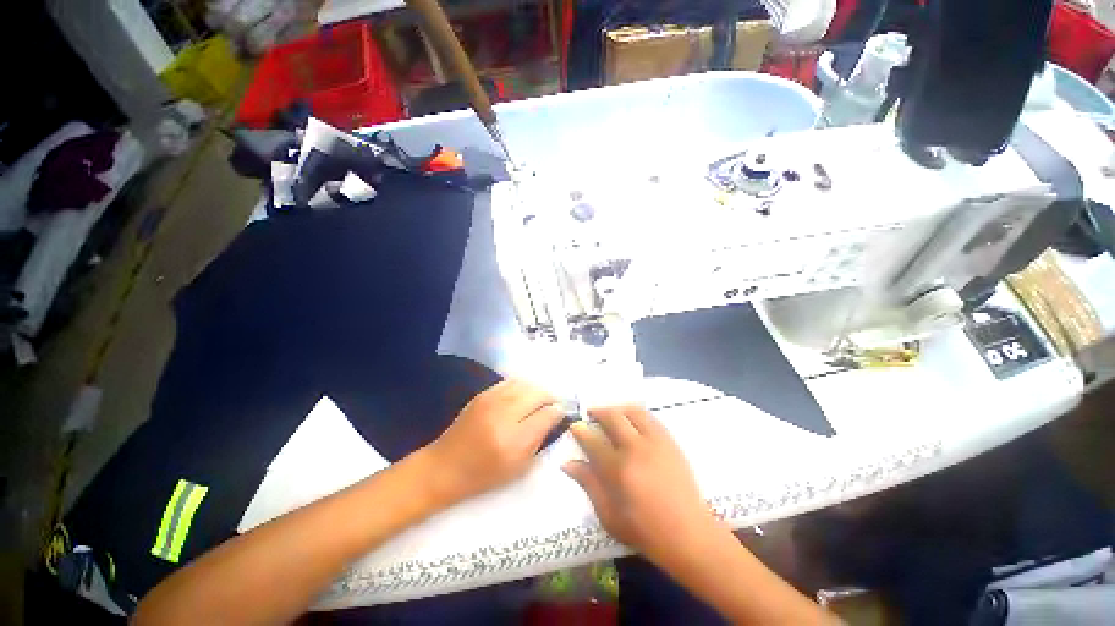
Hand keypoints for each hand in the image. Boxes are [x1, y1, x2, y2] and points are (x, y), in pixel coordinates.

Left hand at [422, 380, 564, 503]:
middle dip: (551, 398)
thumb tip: (555, 417)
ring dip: (537, 390)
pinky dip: (522, 387)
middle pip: (538, 393)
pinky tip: (523, 396)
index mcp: (515, 439)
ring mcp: (492, 400)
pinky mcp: (483, 394)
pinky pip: (511, 382)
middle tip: (553, 406)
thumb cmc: (484, 475)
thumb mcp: (519, 467)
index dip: (558, 412)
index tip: (562, 415)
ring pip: (526, 384)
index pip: (547, 414)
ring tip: (540, 400)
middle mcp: (505, 413)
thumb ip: (540, 440)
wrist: (445, 466)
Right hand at [563, 406, 715, 565]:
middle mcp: (635, 448)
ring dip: (618, 408)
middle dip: (598, 411)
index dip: (580, 431)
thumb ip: (588, 485)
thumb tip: (568, 463)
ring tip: (611, 414)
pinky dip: (637, 414)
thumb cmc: (644, 531)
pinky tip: (633, 421)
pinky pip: (651, 418)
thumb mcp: (609, 515)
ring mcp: (655, 442)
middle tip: (591, 414)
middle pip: (612, 417)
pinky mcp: (670, 442)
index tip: (575, 426)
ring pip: (633, 412)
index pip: (592, 440)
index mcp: (618, 469)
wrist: (688, 533)